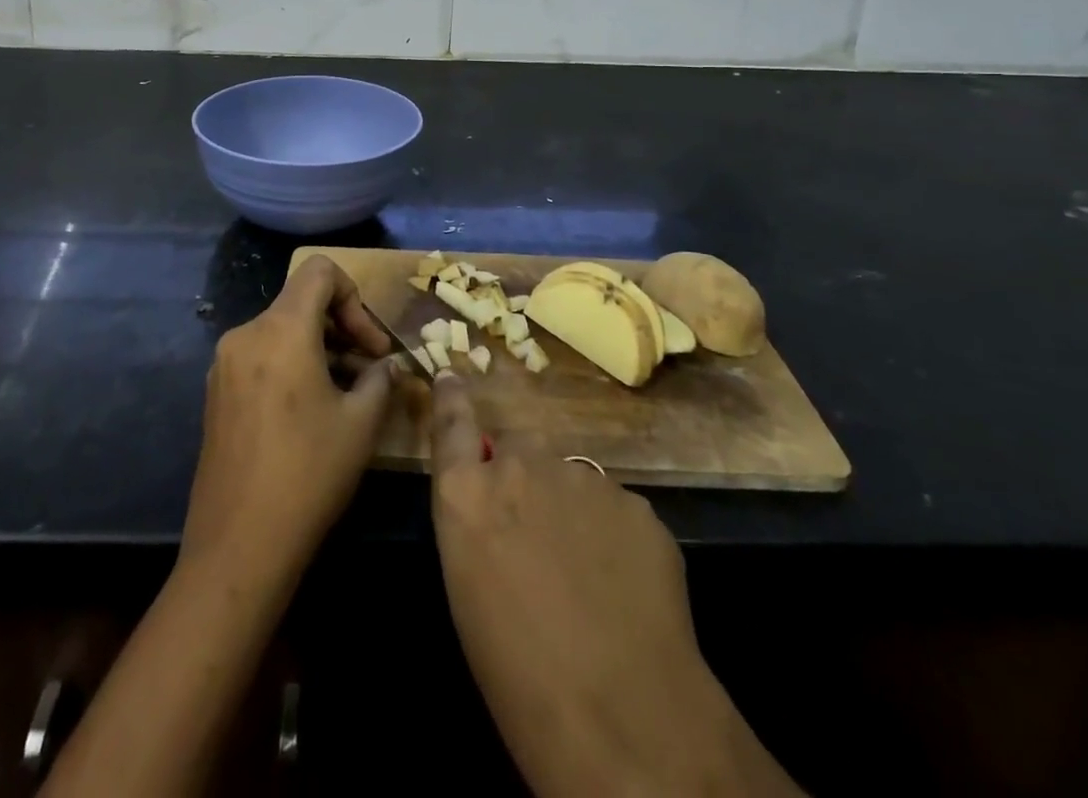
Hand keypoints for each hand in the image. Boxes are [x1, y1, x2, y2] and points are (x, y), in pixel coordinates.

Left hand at [182, 255, 399, 587]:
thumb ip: (380, 378)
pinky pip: (264, 355)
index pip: (320, 271)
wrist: (238, 545)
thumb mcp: (361, 423)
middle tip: (372, 369)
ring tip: (350, 393)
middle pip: (302, 301)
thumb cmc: (308, 473)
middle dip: (343, 326)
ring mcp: (225, 363)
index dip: (354, 295)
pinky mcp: (217, 391)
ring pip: (283, 330)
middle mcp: (246, 334)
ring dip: (321, 348)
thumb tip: (387, 365)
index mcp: (281, 329)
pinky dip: (294, 364)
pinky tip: (314, 409)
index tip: (371, 344)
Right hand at [429, 373, 801, 797]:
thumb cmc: (517, 674)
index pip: (451, 423)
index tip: (452, 375)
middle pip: (518, 447)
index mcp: (468, 493)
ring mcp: (583, 477)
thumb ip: (477, 524)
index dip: (452, 397)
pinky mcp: (636, 501)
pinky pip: (614, 508)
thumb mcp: (469, 591)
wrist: (621, 712)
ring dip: (570, 508)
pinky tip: (624, 586)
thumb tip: (496, 511)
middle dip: (523, 475)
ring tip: (586, 572)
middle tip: (536, 531)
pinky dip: (613, 536)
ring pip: (570, 478)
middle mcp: (521, 467)